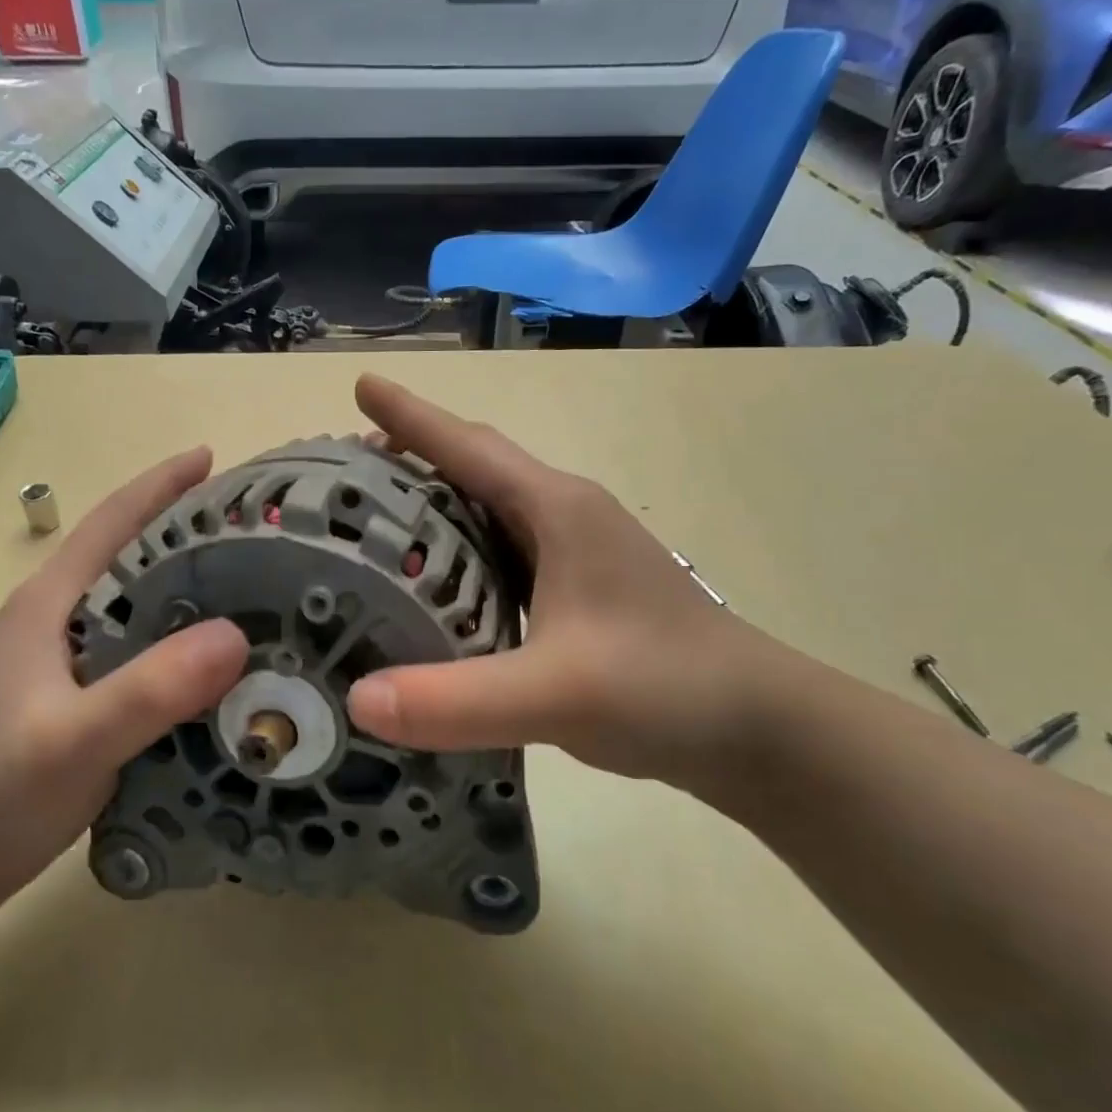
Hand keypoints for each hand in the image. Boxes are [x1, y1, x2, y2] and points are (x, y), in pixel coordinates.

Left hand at [0, 449, 248, 903]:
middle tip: (262, 531)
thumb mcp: (73, 737)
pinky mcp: (88, 696)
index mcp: (52, 603)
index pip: (112, 522)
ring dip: (197, 590)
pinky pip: (151, 651)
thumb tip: (235, 636)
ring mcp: (74, 660)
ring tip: (261, 590)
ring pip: (147, 606)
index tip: (214, 457)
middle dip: (194, 532)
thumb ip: (149, 688)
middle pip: (136, 555)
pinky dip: (190, 643)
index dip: (162, 484)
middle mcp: (64, 618)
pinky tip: (228, 662)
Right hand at [345, 376, 794, 792]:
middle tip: (350, 476)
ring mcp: (577, 553)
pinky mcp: (580, 590)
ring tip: (379, 527)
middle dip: (414, 458)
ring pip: (490, 511)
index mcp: (557, 510)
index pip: (469, 446)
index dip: (411, 415)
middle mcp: (565, 516)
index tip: (360, 384)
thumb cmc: (667, 688)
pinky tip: (438, 589)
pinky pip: (503, 554)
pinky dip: (460, 556)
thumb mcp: (557, 694)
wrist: (760, 728)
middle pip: (476, 467)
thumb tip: (357, 700)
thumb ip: (457, 700)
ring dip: (436, 507)